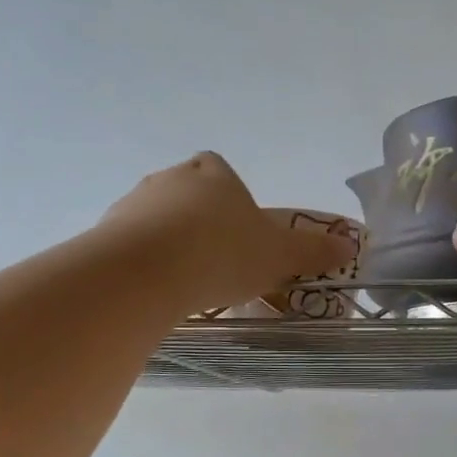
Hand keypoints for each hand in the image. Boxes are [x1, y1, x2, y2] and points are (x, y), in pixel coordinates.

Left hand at [102, 152, 354, 313]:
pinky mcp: (106, 232)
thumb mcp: (279, 255)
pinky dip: (143, 259)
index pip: (219, 168)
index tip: (238, 225)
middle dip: (199, 217)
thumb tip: (351, 246)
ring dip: (169, 238)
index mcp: (213, 173)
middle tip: (217, 256)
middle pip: (187, 191)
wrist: (147, 272)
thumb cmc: (223, 253)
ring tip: (186, 278)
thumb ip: (312, 250)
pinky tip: (157, 288)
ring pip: (156, 217)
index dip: (229, 192)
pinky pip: (130, 242)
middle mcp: (171, 178)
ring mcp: (133, 203)